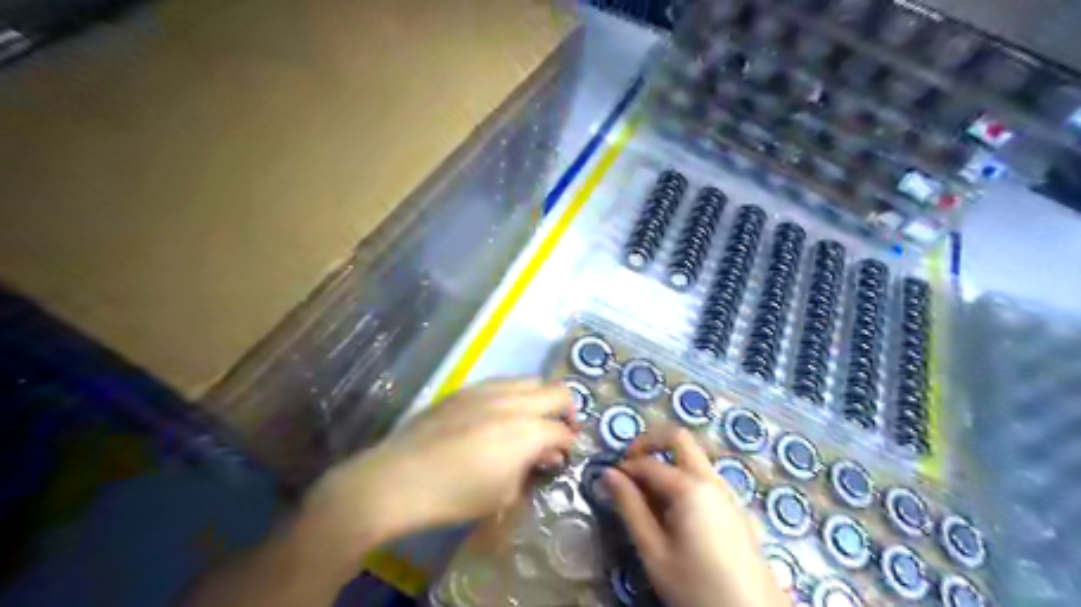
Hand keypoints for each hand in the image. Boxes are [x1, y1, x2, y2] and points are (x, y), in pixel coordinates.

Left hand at [300, 380, 577, 544]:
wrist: (400, 477)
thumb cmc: (455, 495)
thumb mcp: (503, 495)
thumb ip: (530, 469)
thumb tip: (543, 454)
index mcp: (528, 431)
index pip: (563, 430)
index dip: (569, 444)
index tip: (562, 456)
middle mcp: (514, 402)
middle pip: (558, 391)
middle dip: (566, 411)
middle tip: (557, 431)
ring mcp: (489, 390)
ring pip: (531, 380)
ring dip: (540, 398)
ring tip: (530, 418)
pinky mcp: (467, 389)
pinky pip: (503, 382)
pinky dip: (514, 394)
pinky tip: (500, 413)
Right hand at [600, 427, 786, 606]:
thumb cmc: (697, 586)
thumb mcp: (653, 551)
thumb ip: (630, 507)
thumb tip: (608, 474)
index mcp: (689, 487)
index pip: (648, 461)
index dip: (625, 467)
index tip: (610, 482)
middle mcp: (711, 480)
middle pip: (678, 438)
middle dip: (649, 442)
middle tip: (631, 466)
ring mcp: (728, 492)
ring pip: (694, 457)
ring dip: (668, 462)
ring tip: (651, 498)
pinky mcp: (737, 508)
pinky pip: (706, 477)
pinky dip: (685, 478)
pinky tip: (677, 513)